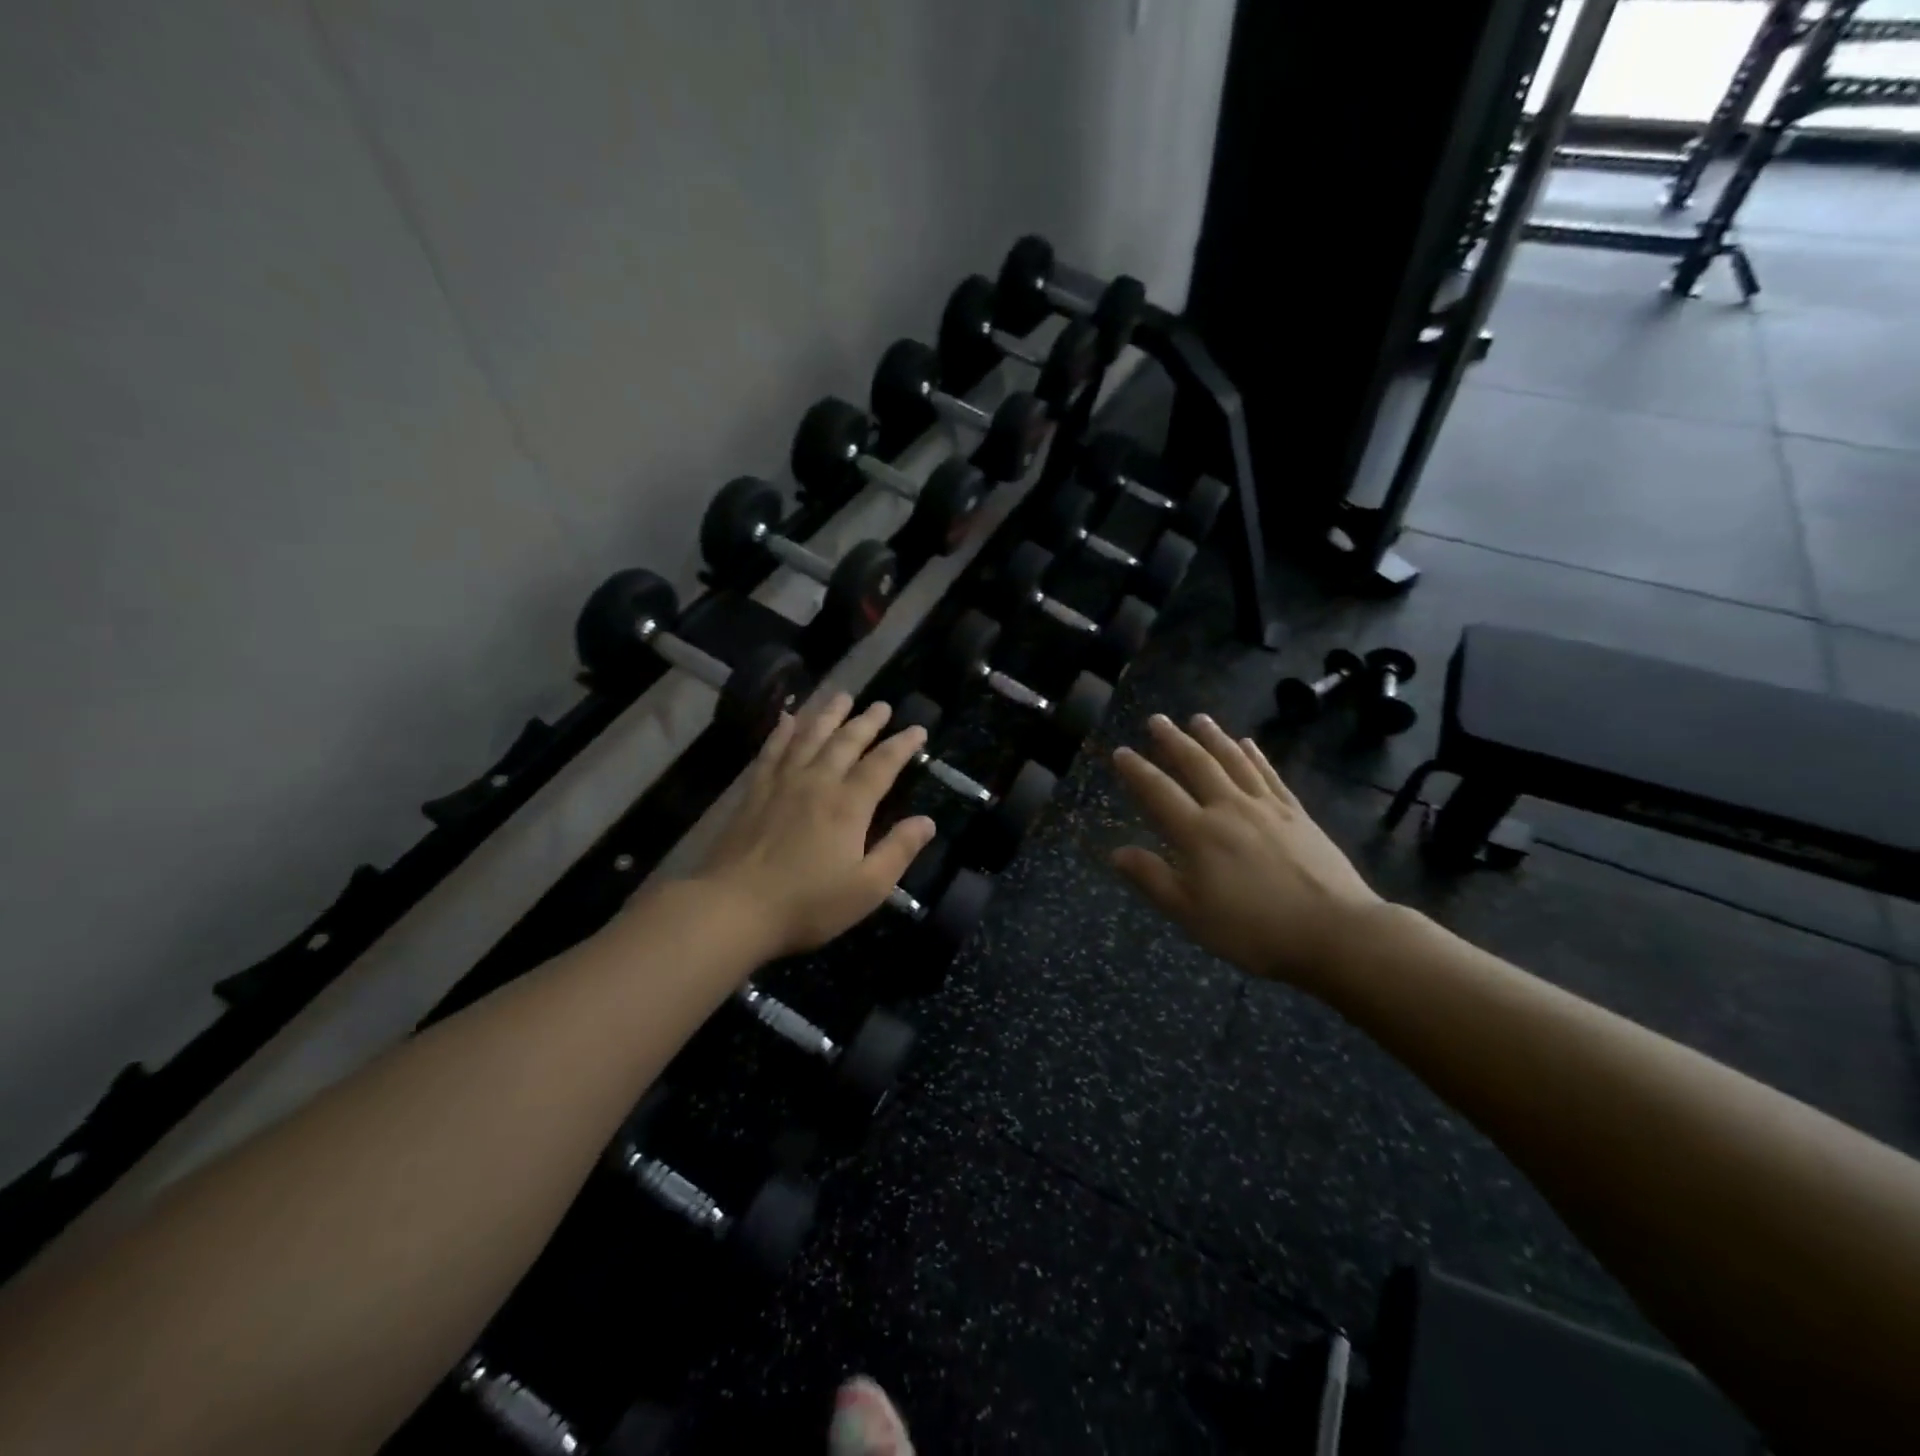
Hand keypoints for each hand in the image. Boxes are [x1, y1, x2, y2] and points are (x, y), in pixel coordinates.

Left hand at [693, 693, 935, 957]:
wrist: (734, 907)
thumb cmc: (807, 904)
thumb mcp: (867, 888)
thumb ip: (899, 850)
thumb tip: (927, 821)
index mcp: (848, 806)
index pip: (882, 765)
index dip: (902, 745)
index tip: (917, 729)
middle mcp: (817, 782)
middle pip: (845, 741)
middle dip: (867, 722)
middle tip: (882, 705)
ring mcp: (781, 783)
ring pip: (809, 736)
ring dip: (828, 714)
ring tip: (841, 696)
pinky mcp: (754, 791)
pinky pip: (772, 749)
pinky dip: (782, 730)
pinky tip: (788, 718)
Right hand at [1109, 713, 1383, 988]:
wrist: (1335, 931)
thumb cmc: (1254, 929)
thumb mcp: (1191, 914)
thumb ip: (1153, 879)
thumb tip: (1116, 853)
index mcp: (1198, 833)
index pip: (1159, 792)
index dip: (1137, 771)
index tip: (1121, 751)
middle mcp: (1229, 808)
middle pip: (1197, 764)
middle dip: (1173, 740)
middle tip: (1156, 719)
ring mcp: (1266, 807)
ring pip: (1233, 761)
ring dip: (1213, 737)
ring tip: (1198, 718)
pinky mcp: (1297, 813)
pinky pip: (1269, 774)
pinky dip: (1255, 756)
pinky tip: (1248, 743)